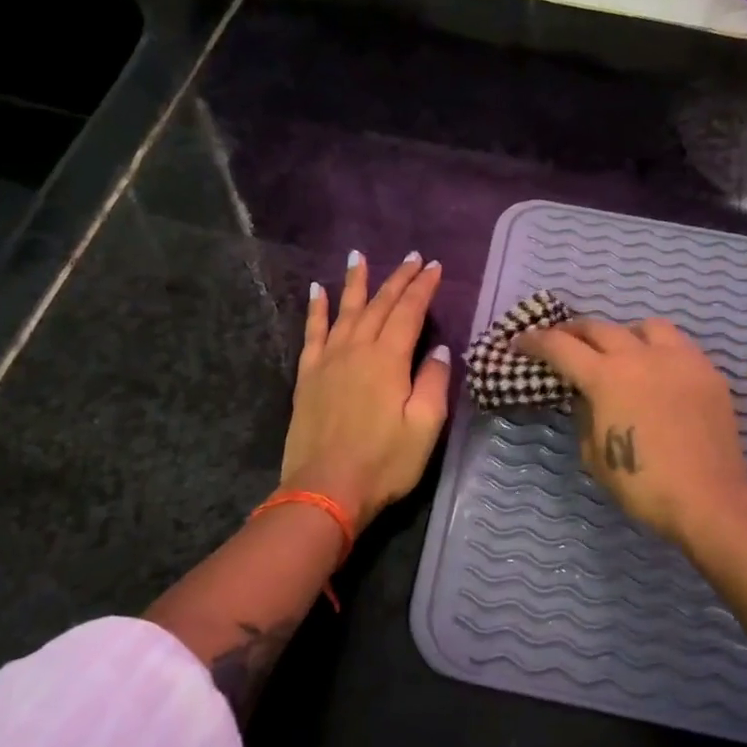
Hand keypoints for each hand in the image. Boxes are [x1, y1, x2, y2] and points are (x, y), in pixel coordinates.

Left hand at [280, 251, 451, 530]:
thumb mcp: (425, 427)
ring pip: (344, 310)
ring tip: (360, 256)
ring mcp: (328, 361)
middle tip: (411, 257)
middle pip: (379, 305)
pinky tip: (318, 291)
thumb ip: (433, 383)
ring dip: (355, 282)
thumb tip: (438, 350)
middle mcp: (357, 349)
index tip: (434, 266)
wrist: (326, 489)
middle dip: (397, 279)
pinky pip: (312, 332)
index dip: (423, 287)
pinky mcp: (308, 376)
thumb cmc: (384, 462)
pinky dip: (317, 310)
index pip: (410, 312)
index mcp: (388, 360)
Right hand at [515, 317, 746, 548]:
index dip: (535, 342)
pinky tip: (657, 372)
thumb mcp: (595, 455)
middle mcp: (641, 356)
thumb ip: (585, 416)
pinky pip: (679, 346)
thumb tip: (586, 396)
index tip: (520, 342)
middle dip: (573, 332)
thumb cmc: (643, 484)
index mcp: (607, 377)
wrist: (709, 499)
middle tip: (561, 341)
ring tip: (619, 351)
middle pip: (599, 328)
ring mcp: (679, 359)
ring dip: (623, 333)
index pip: (561, 347)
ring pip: (645, 327)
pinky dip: (658, 350)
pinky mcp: (708, 372)